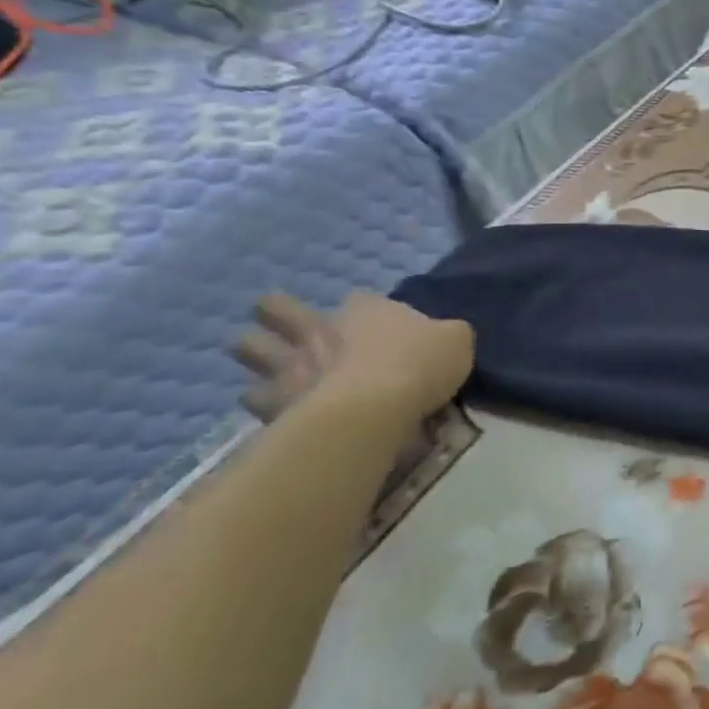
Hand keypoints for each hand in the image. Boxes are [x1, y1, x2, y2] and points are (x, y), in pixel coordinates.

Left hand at [232, 293, 473, 427]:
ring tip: (263, 365)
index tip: (370, 323)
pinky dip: (259, 402)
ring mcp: (292, 364)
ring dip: (255, 353)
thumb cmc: (419, 366)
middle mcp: (322, 329)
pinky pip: (254, 398)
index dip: (362, 310)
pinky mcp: (274, 403)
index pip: (359, 300)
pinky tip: (268, 409)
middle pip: (282, 310)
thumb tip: (445, 336)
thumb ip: (447, 335)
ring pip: (251, 347)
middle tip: (280, 323)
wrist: (376, 408)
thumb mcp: (456, 341)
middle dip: (277, 313)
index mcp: (367, 309)